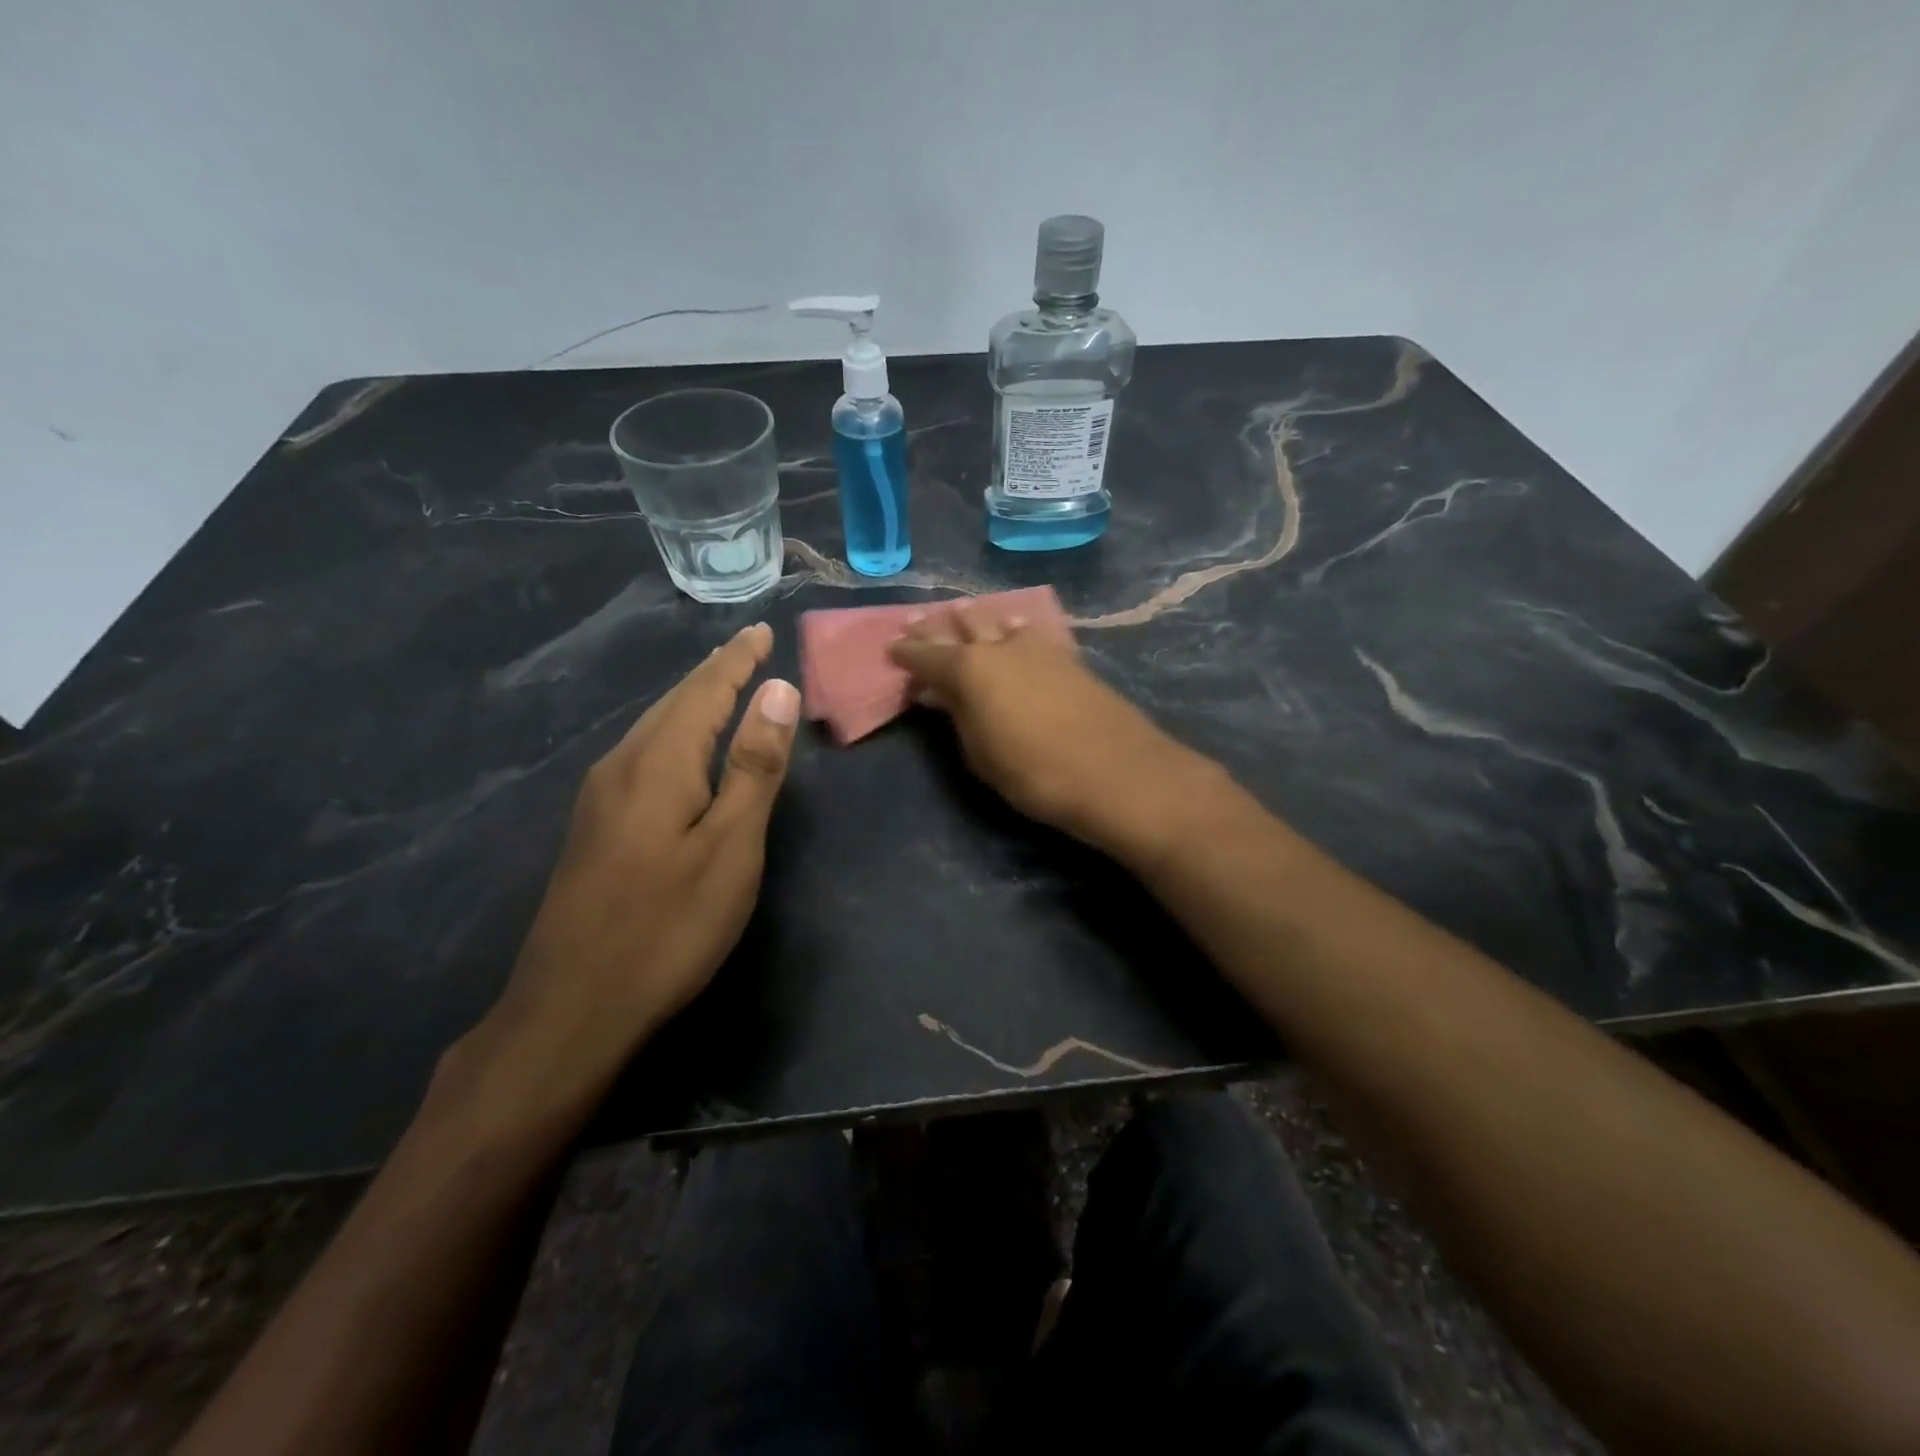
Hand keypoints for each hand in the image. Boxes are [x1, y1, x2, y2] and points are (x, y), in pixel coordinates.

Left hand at [484, 623, 799, 1090]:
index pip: (704, 691)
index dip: (736, 660)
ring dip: (690, 702)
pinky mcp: (593, 828)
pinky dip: (673, 735)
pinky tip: (680, 750)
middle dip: (712, 674)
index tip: (761, 630)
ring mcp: (599, 799)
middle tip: (746, 650)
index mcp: (658, 763)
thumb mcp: (730, 846)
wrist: (572, 1008)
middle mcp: (621, 767)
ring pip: (653, 730)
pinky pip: (642, 757)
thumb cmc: (668, 926)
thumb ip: (754, 766)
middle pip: (673, 704)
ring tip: (721, 686)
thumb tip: (777, 690)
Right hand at [889, 604, 1222, 858]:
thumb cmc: (1035, 773)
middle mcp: (1000, 647)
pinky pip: (1031, 634)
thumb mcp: (981, 754)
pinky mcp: (1068, 657)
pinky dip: (1014, 632)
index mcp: (969, 669)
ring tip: (964, 615)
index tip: (892, 647)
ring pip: (999, 623)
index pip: (926, 655)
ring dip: (978, 621)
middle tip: (918, 622)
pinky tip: (1015, 632)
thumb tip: (943, 695)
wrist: (1116, 772)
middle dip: (937, 627)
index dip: (906, 652)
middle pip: (962, 628)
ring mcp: (1038, 647)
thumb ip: (959, 718)